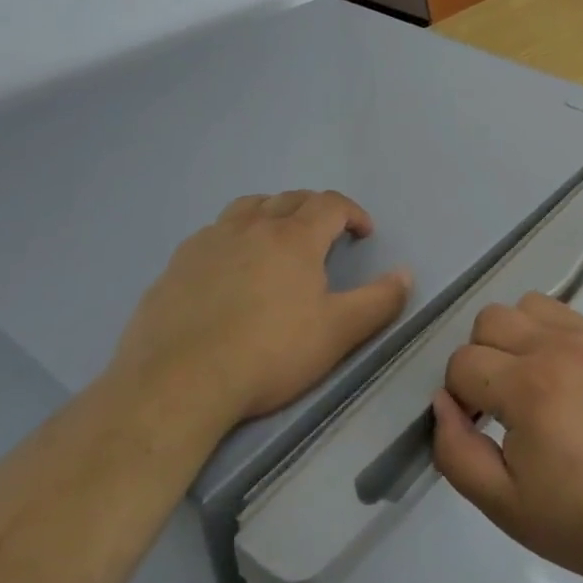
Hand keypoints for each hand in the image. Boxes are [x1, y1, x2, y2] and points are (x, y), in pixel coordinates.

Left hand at [113, 190, 411, 426]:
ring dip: (271, 212)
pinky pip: (212, 233)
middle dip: (315, 209)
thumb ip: (379, 301)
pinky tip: (228, 267)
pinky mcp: (176, 264)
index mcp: (294, 237)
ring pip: (247, 207)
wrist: (178, 383)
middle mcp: (252, 226)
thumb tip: (406, 274)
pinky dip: (232, 237)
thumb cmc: (269, 354)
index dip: (352, 212)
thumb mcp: (338, 333)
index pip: (331, 204)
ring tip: (277, 237)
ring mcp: (209, 241)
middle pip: (290, 199)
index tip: (362, 233)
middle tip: (326, 235)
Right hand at [431, 293, 582, 582]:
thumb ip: (457, 452)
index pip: (462, 363)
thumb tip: (442, 403)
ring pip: (523, 306)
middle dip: (480, 360)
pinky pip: (560, 310)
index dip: (459, 398)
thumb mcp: (505, 505)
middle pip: (488, 321)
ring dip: (512, 337)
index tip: (480, 429)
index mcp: (527, 388)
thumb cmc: (582, 521)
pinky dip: (544, 329)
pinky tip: (556, 371)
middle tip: (498, 405)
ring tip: (527, 381)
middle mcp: (555, 348)